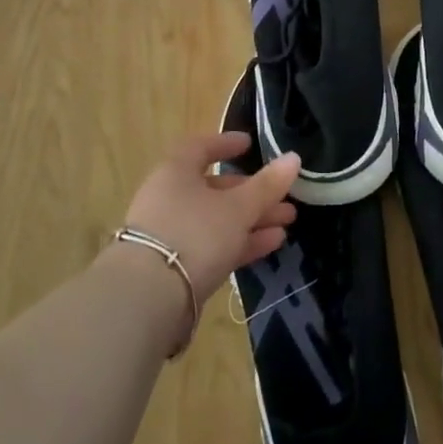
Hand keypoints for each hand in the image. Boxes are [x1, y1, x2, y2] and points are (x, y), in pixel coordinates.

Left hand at [120, 132, 299, 304]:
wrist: (149, 298)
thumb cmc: (195, 233)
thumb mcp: (238, 207)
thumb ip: (267, 185)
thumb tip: (293, 158)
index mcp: (176, 172)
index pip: (201, 148)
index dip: (226, 144)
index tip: (250, 144)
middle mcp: (169, 198)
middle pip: (215, 188)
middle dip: (253, 192)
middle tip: (285, 197)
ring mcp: (171, 234)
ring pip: (218, 219)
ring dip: (253, 219)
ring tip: (288, 222)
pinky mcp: (176, 267)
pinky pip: (213, 245)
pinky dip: (240, 242)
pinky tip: (271, 244)